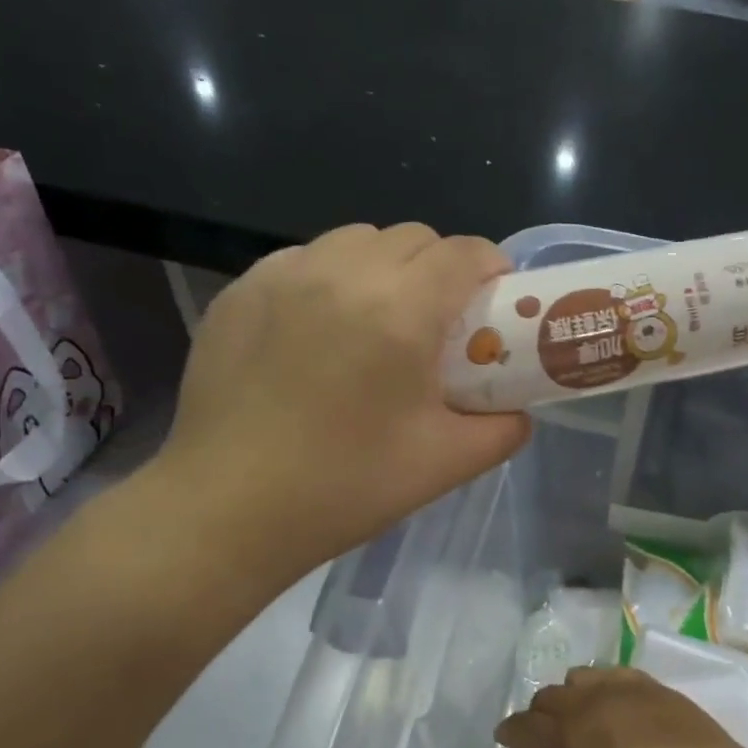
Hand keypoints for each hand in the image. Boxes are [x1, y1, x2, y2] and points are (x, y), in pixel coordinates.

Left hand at [151, 224, 530, 579]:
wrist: (229, 510)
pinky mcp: (239, 292)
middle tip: (438, 321)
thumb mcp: (446, 465)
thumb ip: (502, 430)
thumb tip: (519, 412)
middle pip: (412, 237)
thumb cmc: (344, 487)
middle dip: (439, 267)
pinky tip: (320, 331)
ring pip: (355, 240)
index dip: (491, 268)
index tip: (494, 300)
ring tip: (378, 320)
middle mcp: (342, 273)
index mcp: (400, 311)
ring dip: (384, 267)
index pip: (463, 253)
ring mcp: (282, 276)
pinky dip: (328, 279)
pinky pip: (303, 260)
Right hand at [494, 668, 747, 747]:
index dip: (510, 735)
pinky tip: (623, 710)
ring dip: (573, 695)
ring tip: (584, 722)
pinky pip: (620, 676)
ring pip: (584, 678)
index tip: (508, 744)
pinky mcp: (662, 691)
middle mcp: (589, 705)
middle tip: (547, 743)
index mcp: (563, 740)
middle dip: (539, 715)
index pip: (522, 726)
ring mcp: (628, 692)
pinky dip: (608, 688)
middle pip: (549, 696)